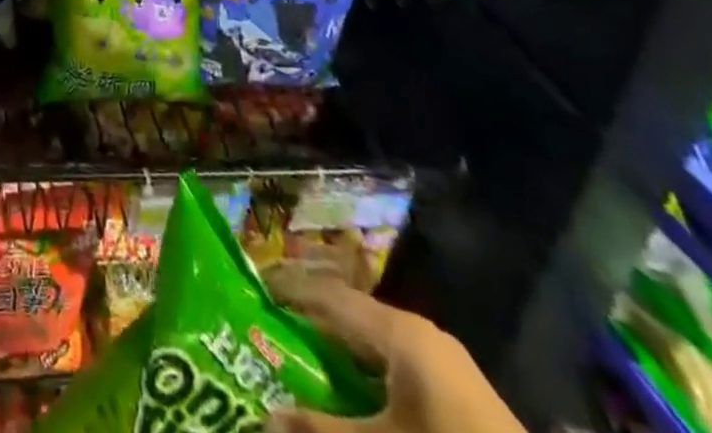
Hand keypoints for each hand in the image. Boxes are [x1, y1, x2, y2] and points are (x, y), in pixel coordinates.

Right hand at [263, 270, 525, 432]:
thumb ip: (321, 431)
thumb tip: (264, 417)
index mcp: (399, 330)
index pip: (327, 294)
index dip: (287, 292)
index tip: (250, 297)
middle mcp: (419, 334)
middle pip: (350, 319)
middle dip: (310, 331)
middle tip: (269, 341)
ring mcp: (445, 366)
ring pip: (374, 348)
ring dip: (339, 360)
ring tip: (302, 373)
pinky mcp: (461, 399)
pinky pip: (397, 373)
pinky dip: (367, 382)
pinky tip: (353, 406)